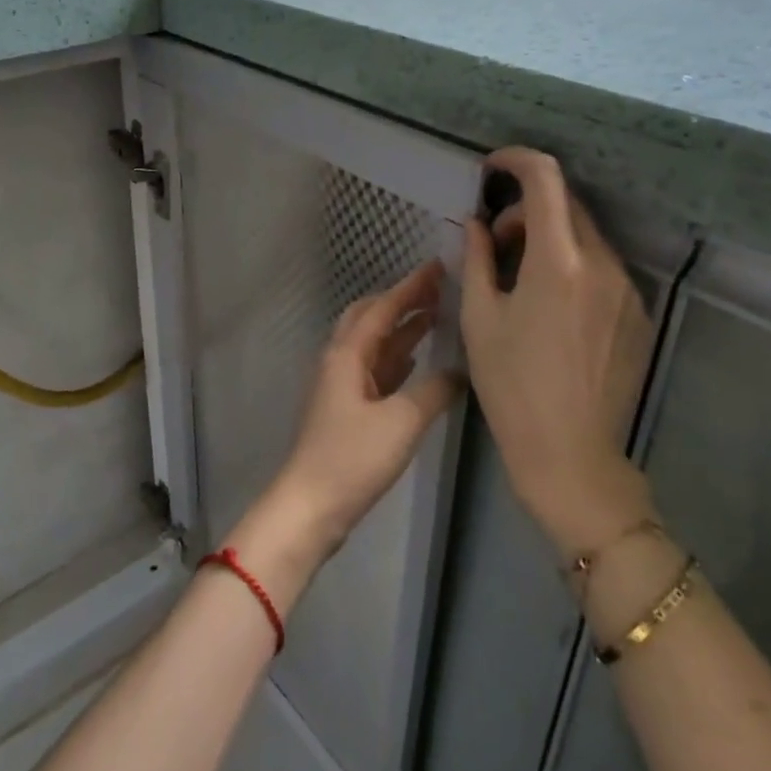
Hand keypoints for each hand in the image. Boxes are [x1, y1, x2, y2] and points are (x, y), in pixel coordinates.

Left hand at [228, 261, 461, 606]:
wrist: (311, 504)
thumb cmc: (353, 458)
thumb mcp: (402, 421)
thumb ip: (435, 390)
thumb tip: (459, 370)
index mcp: (347, 353)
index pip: (383, 307)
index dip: (411, 286)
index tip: (437, 266)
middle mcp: (339, 360)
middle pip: (370, 317)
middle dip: (402, 301)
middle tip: (437, 290)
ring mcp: (340, 384)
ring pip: (372, 343)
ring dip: (401, 328)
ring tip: (435, 317)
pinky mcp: (345, 408)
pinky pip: (374, 369)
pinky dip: (395, 357)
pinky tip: (415, 360)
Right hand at [462, 148, 657, 562]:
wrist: (570, 454)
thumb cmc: (511, 386)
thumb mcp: (480, 318)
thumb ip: (477, 258)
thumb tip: (475, 222)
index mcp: (558, 262)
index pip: (546, 180)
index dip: (517, 160)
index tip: (491, 167)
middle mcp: (602, 265)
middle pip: (567, 206)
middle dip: (526, 209)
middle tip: (492, 242)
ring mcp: (628, 291)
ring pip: (585, 239)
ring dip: (548, 240)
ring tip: (518, 280)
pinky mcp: (638, 315)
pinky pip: (602, 270)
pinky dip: (572, 267)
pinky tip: (550, 308)